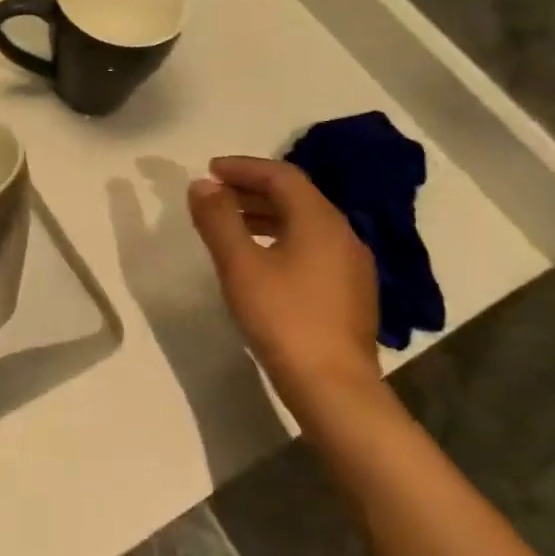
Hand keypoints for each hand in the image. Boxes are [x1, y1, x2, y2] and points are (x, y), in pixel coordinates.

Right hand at [187, 156, 381, 424]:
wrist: (334, 387)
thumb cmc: (283, 318)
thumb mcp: (240, 266)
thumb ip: (218, 220)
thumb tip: (202, 185)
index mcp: (319, 220)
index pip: (281, 176)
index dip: (243, 168)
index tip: (209, 171)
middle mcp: (343, 234)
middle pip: (296, 197)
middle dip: (252, 191)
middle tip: (214, 197)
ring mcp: (351, 265)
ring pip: (304, 224)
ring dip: (265, 216)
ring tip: (230, 227)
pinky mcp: (350, 293)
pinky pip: (312, 248)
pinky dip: (281, 240)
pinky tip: (261, 262)